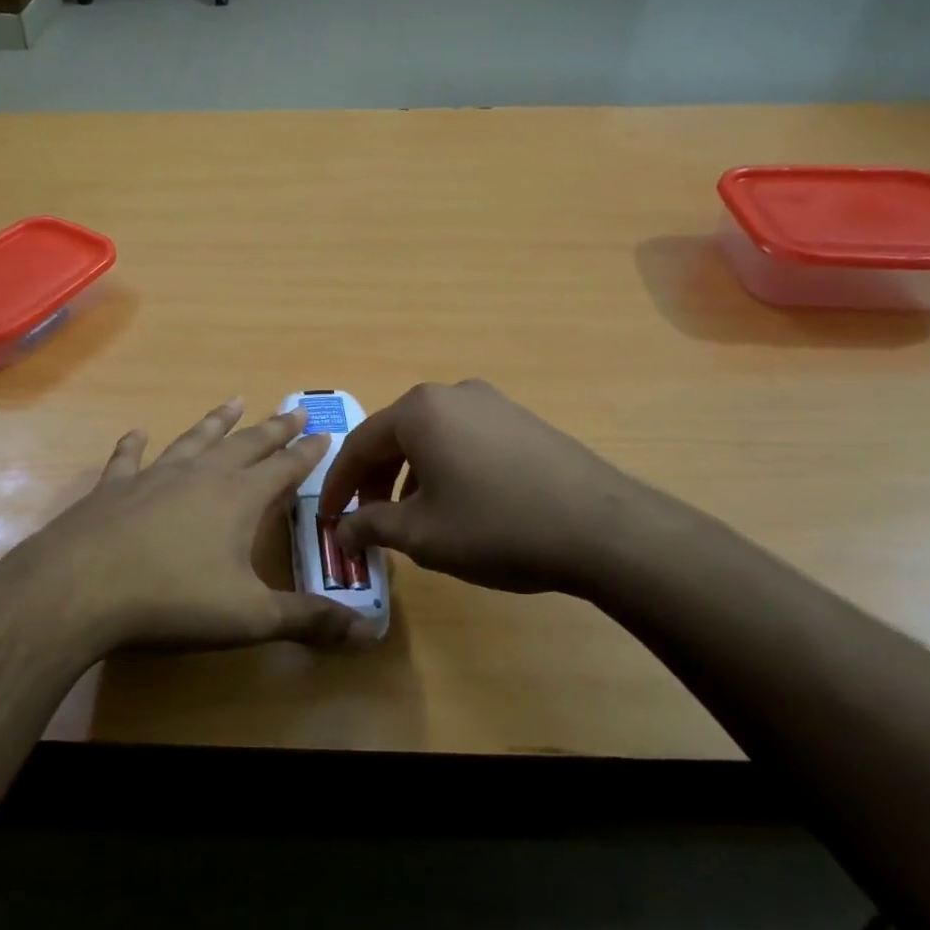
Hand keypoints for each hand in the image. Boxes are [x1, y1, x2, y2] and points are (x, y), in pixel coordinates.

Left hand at [0, 400, 381, 652]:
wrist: (81, 587)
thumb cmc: (174, 600)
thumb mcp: (250, 617)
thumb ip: (307, 620)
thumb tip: (367, 634)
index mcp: (238, 499)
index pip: (284, 468)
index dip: (306, 453)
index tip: (324, 433)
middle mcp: (201, 476)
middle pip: (246, 445)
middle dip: (273, 429)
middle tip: (293, 410)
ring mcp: (154, 477)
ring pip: (195, 440)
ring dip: (216, 422)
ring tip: (234, 401)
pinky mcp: (113, 488)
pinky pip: (129, 458)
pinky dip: (135, 444)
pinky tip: (137, 432)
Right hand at [319, 379, 676, 598]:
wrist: (601, 529)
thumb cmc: (495, 526)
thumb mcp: (422, 534)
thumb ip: (372, 526)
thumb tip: (342, 531)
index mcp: (418, 410)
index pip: (359, 445)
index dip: (338, 486)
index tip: (328, 519)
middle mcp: (452, 394)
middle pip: (395, 437)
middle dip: (375, 481)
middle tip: (368, 520)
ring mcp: (492, 403)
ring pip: (431, 438)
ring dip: (410, 476)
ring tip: (413, 518)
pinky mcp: (522, 421)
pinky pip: (465, 440)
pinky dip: (445, 469)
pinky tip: (458, 504)